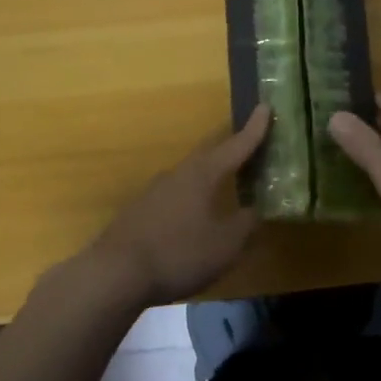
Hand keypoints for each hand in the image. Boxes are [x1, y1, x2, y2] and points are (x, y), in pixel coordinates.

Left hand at [88, 106, 270, 305]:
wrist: (115, 273)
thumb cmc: (179, 254)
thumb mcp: (225, 245)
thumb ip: (245, 225)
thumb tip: (256, 210)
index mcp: (202, 175)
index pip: (235, 146)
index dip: (254, 130)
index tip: (265, 106)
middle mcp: (178, 174)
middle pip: (210, 156)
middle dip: (231, 150)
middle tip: (250, 144)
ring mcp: (154, 192)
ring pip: (190, 176)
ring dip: (210, 176)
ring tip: (225, 183)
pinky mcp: (140, 211)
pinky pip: (175, 196)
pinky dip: (192, 198)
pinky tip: (194, 215)